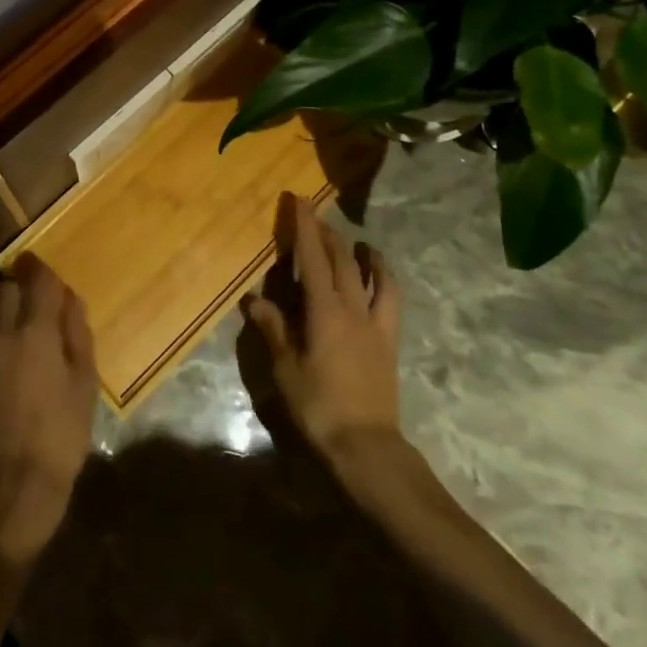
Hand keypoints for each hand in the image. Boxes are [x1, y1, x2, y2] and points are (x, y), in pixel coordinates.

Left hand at [0, 254, 97, 564]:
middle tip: (31, 296)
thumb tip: (71, 299)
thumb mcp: (85, 382)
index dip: (44, 271)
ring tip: (8, 317)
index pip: (38, 280)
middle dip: (19, 285)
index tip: (48, 271)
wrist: (18, 480)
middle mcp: (3, 332)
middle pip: (5, 288)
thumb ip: (77, 333)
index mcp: (37, 330)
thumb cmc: (63, 430)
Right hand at [244, 194, 403, 465]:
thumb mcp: (286, 370)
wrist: (367, 446)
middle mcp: (352, 308)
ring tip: (356, 241)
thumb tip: (255, 299)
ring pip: (371, 275)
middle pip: (341, 260)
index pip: (312, 258)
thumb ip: (274, 330)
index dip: (305, 226)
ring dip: (361, 253)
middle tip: (315, 215)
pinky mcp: (389, 341)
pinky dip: (385, 281)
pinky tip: (379, 278)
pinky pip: (391, 301)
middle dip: (328, 233)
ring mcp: (375, 324)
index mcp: (324, 311)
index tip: (298, 200)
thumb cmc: (319, 407)